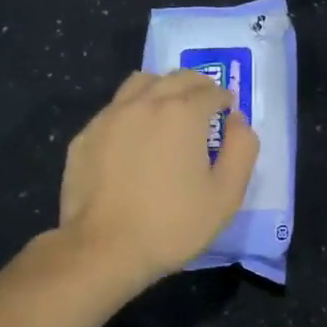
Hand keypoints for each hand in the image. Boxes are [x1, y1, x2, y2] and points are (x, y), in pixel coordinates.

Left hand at [59, 70, 259, 283]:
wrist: (104, 248)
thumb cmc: (172, 224)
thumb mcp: (226, 195)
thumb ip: (241, 150)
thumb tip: (237, 120)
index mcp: (182, 113)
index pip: (210, 91)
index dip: (224, 99)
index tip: (227, 110)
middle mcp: (144, 103)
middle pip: (175, 78)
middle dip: (196, 85)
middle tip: (205, 102)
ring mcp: (109, 117)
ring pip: (139, 84)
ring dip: (161, 88)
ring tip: (168, 108)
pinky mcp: (85, 136)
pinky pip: (114, 109)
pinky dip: (131, 111)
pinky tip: (133, 136)